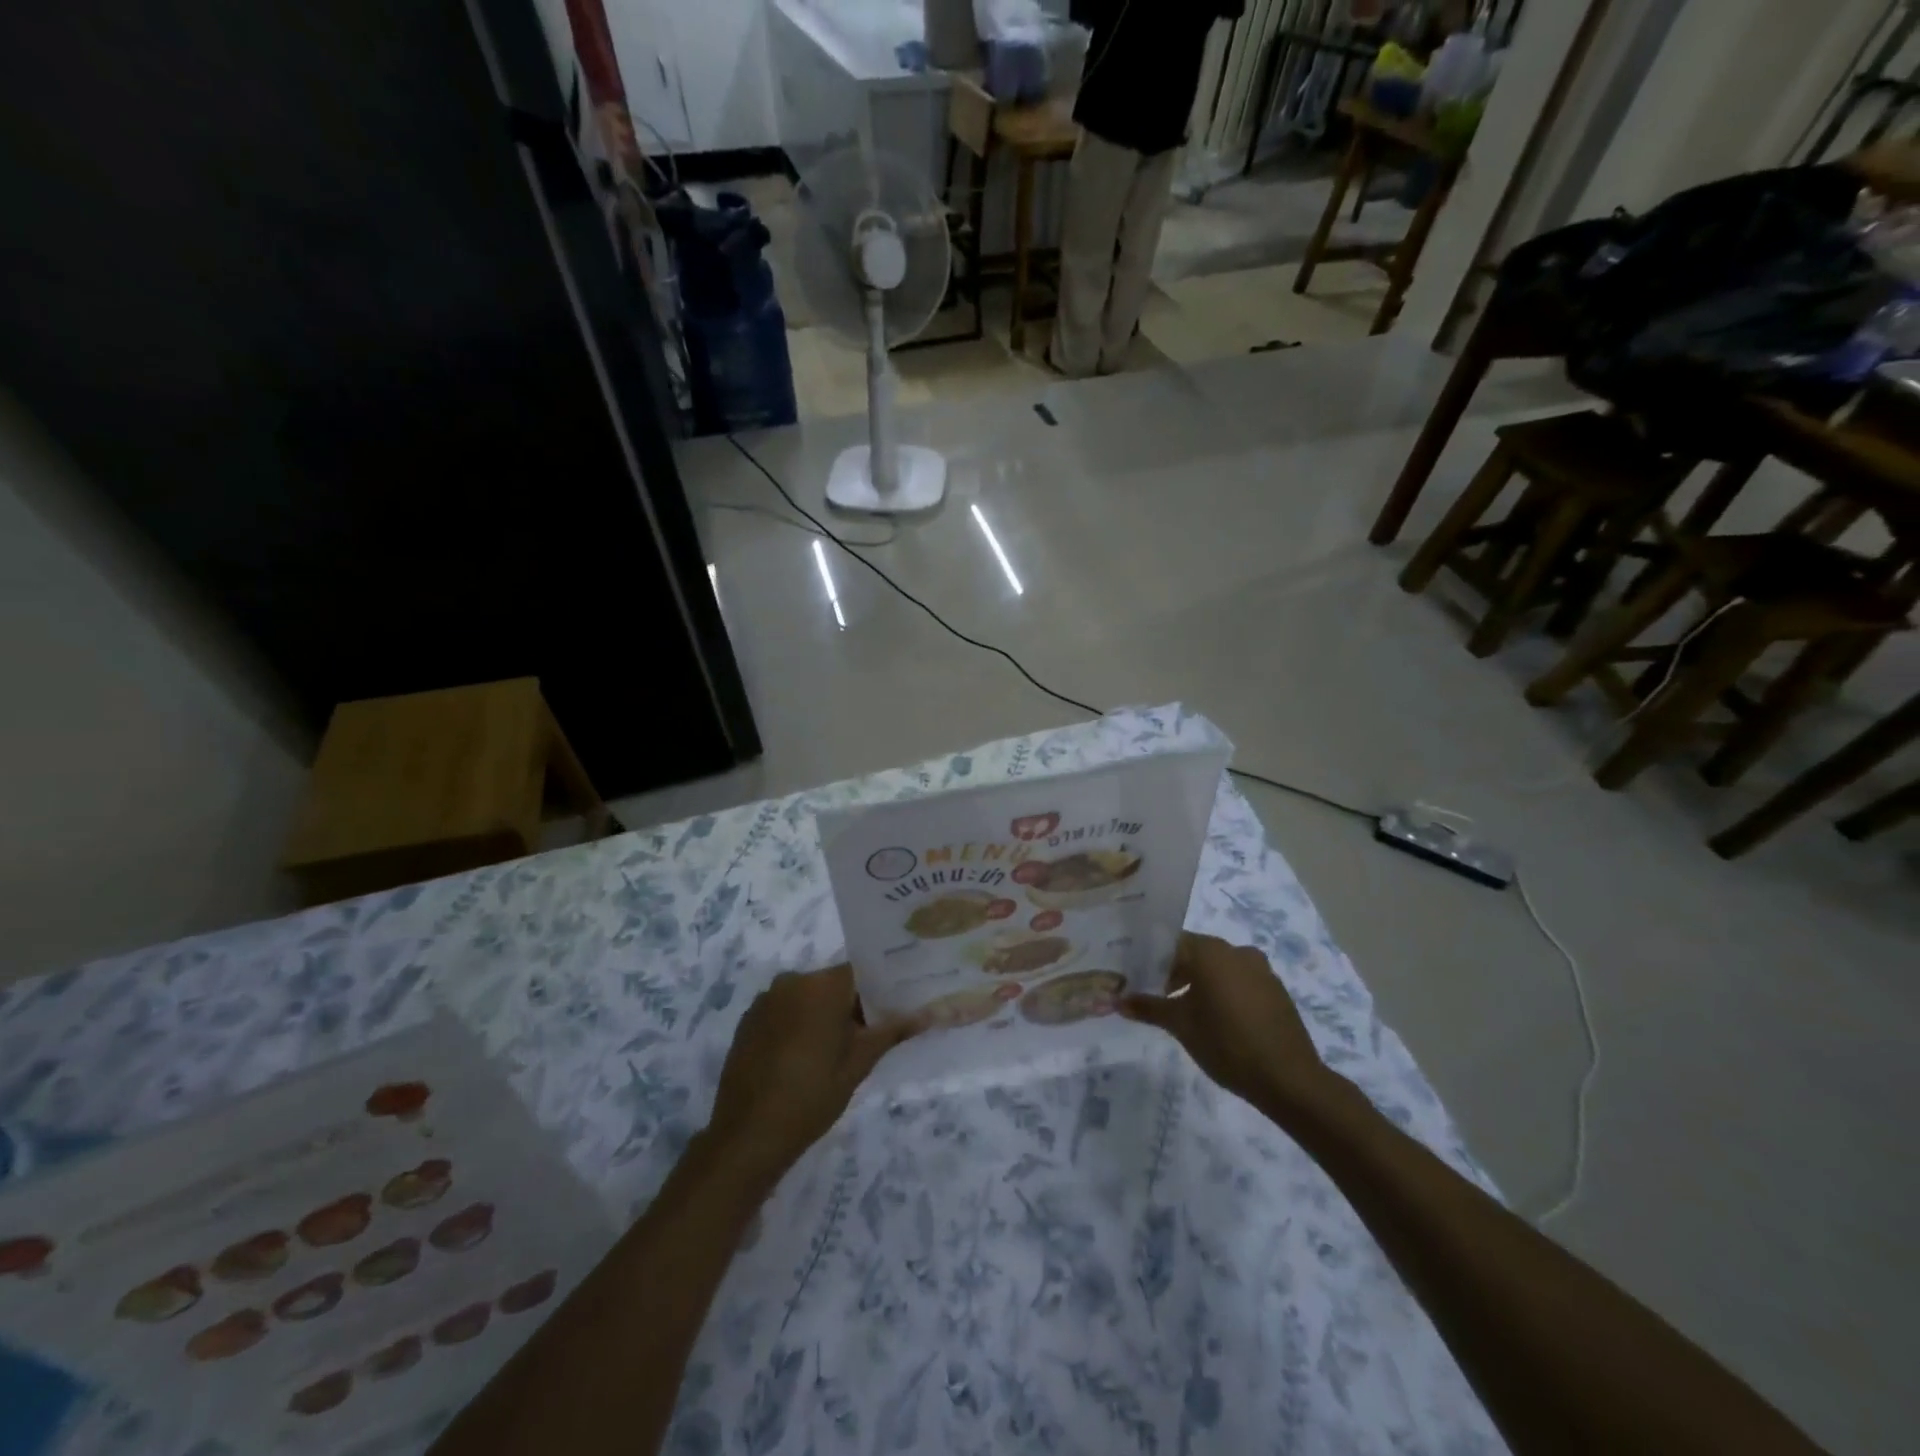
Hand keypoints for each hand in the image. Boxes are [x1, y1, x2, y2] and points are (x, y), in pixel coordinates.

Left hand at [702, 965, 917, 1184]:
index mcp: (821, 985)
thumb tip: (928, 1014)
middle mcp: (791, 981)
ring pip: (808, 997)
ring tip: (839, 1050)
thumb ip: (891, 1032)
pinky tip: (805, 1057)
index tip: (894, 1008)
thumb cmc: (812, 1095)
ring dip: (824, 1015)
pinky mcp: (748, 1021)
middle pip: (833, 983)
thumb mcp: (858, 1064)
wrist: (748, 1135)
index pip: (860, 971)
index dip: (879, 988)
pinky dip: (798, 1024)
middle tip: (871, 1034)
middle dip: (852, 1004)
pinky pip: (784, 1011)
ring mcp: (766, 1000)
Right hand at [1122, 933, 1337, 1117]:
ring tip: (1186, 1011)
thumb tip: (1117, 1001)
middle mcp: (1237, 951)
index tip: (1139, 979)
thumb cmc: (1226, 1044)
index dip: (1152, 959)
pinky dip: (1225, 991)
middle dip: (1175, 971)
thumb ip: (1149, 1008)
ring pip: (1220, 967)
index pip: (1171, 942)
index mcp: (1211, 952)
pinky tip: (1219, 1019)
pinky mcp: (1276, 989)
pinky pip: (1241, 980)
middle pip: (1196, 952)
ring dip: (1200, 982)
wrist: (1289, 1079)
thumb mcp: (1180, 1026)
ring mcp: (1261, 969)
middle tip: (1157, 996)